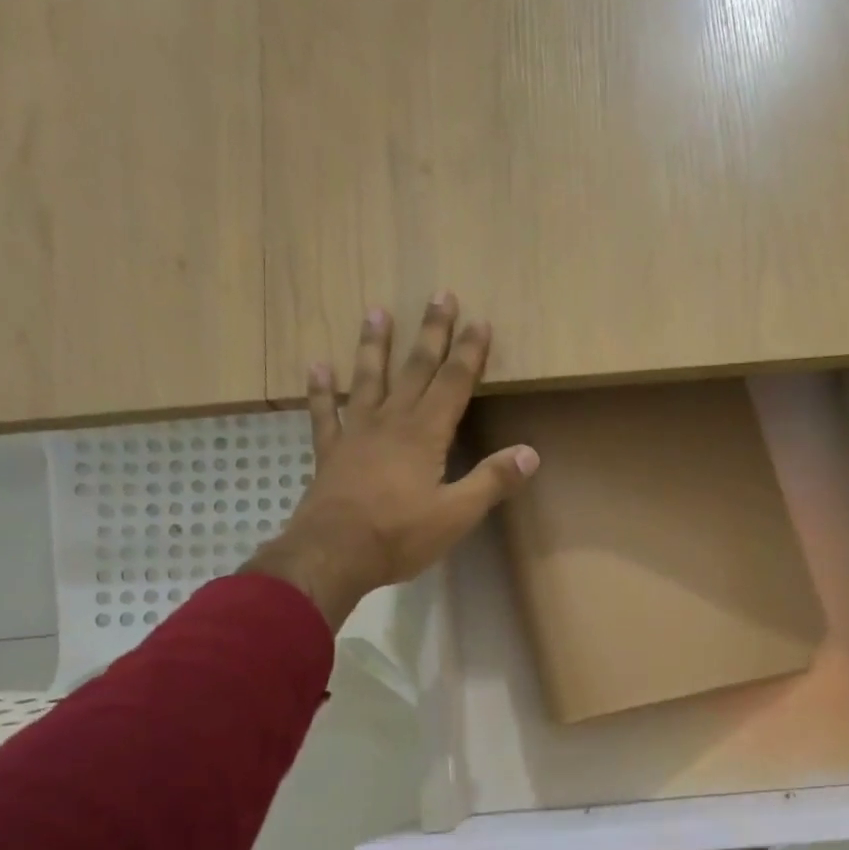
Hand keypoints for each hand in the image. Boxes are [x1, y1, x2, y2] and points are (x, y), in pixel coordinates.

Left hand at [243, 294, 538, 628]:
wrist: (333, 554)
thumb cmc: (400, 536)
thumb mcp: (457, 515)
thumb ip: (492, 481)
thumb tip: (531, 452)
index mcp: (425, 435)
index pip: (453, 384)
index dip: (469, 354)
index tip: (480, 322)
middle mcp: (391, 423)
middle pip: (415, 370)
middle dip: (431, 334)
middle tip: (439, 295)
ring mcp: (356, 434)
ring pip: (368, 380)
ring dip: (375, 346)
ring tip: (377, 312)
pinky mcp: (330, 453)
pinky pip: (325, 414)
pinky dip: (321, 390)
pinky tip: (318, 366)